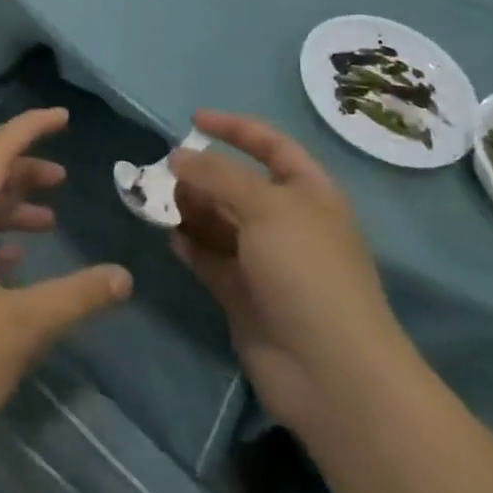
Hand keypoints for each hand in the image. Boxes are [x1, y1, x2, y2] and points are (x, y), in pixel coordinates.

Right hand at [171, 110, 411, 434]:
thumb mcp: (265, 206)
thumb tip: (178, 157)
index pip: (271, 146)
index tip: (192, 120)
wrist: (330, 372)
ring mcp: (266, 262)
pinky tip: (171, 237)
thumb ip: (217, 175)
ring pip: (220, 221)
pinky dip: (191, 245)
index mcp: (309, 195)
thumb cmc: (306, 271)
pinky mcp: (244, 295)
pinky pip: (210, 258)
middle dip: (203, 174)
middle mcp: (288, 224)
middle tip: (165, 173)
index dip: (235, 129)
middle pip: (238, 185)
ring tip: (162, 203)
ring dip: (191, 208)